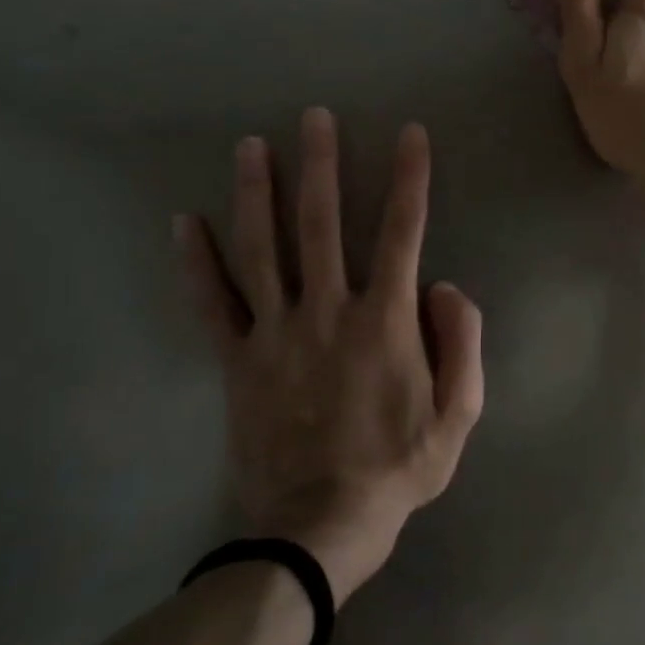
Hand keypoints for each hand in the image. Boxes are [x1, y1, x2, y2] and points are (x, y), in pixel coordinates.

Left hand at [174, 109, 484, 605]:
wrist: (319, 528)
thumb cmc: (397, 468)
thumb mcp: (459, 415)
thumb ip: (462, 344)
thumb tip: (443, 286)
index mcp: (384, 322)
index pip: (402, 233)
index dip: (409, 179)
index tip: (410, 134)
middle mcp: (327, 312)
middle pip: (320, 224)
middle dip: (320, 165)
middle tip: (314, 116)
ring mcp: (275, 334)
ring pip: (261, 250)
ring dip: (256, 193)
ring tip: (251, 145)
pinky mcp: (237, 361)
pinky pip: (212, 304)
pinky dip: (195, 262)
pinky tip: (182, 222)